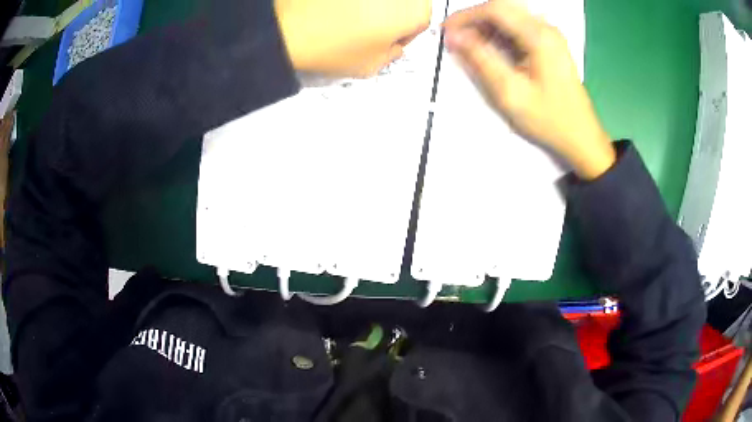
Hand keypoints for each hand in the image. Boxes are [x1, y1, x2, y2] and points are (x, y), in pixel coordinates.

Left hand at [275, 0, 431, 76]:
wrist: (286, 25)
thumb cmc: (328, 44)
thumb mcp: (370, 66)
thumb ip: (392, 54)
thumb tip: (393, 45)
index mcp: (414, 10)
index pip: (420, 22)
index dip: (403, 34)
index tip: (388, 40)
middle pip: (404, 3)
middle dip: (391, 15)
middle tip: (369, 28)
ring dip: (371, 5)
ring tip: (347, 17)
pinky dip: (349, 2)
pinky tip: (335, 7)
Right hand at [444, 0, 614, 179]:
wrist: (581, 136)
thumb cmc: (549, 119)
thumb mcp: (511, 92)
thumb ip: (481, 59)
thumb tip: (454, 36)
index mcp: (539, 36)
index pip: (495, 9)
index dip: (465, 16)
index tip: (446, 31)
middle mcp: (546, 28)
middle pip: (502, 8)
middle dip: (474, 19)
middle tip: (456, 39)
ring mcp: (550, 35)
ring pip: (509, 16)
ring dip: (486, 26)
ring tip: (469, 45)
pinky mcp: (550, 44)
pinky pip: (518, 28)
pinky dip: (499, 34)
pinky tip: (490, 49)